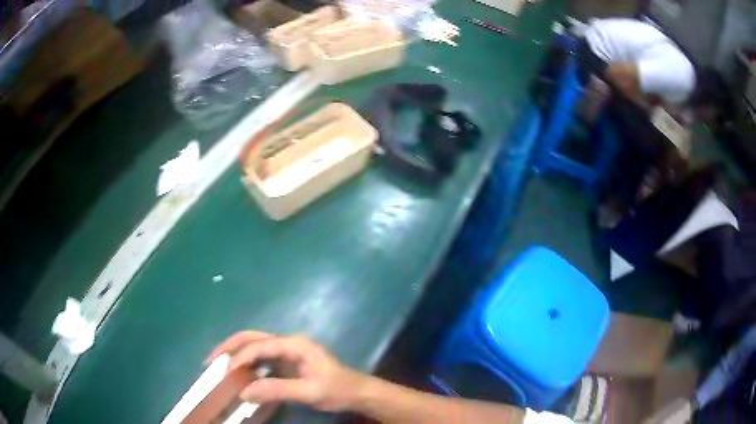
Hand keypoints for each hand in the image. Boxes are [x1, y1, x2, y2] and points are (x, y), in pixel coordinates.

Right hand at [206, 331, 368, 411]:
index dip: (241, 357)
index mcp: (295, 344)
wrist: (358, 393)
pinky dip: (245, 362)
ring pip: (254, 344)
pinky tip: (237, 372)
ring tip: (217, 365)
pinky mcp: (286, 361)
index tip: (225, 371)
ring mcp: (287, 351)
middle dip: (229, 346)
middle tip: (210, 360)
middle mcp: (288, 342)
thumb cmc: (338, 390)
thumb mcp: (309, 392)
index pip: (261, 346)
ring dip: (235, 352)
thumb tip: (243, 392)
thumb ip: (277, 390)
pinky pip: (260, 357)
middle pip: (252, 337)